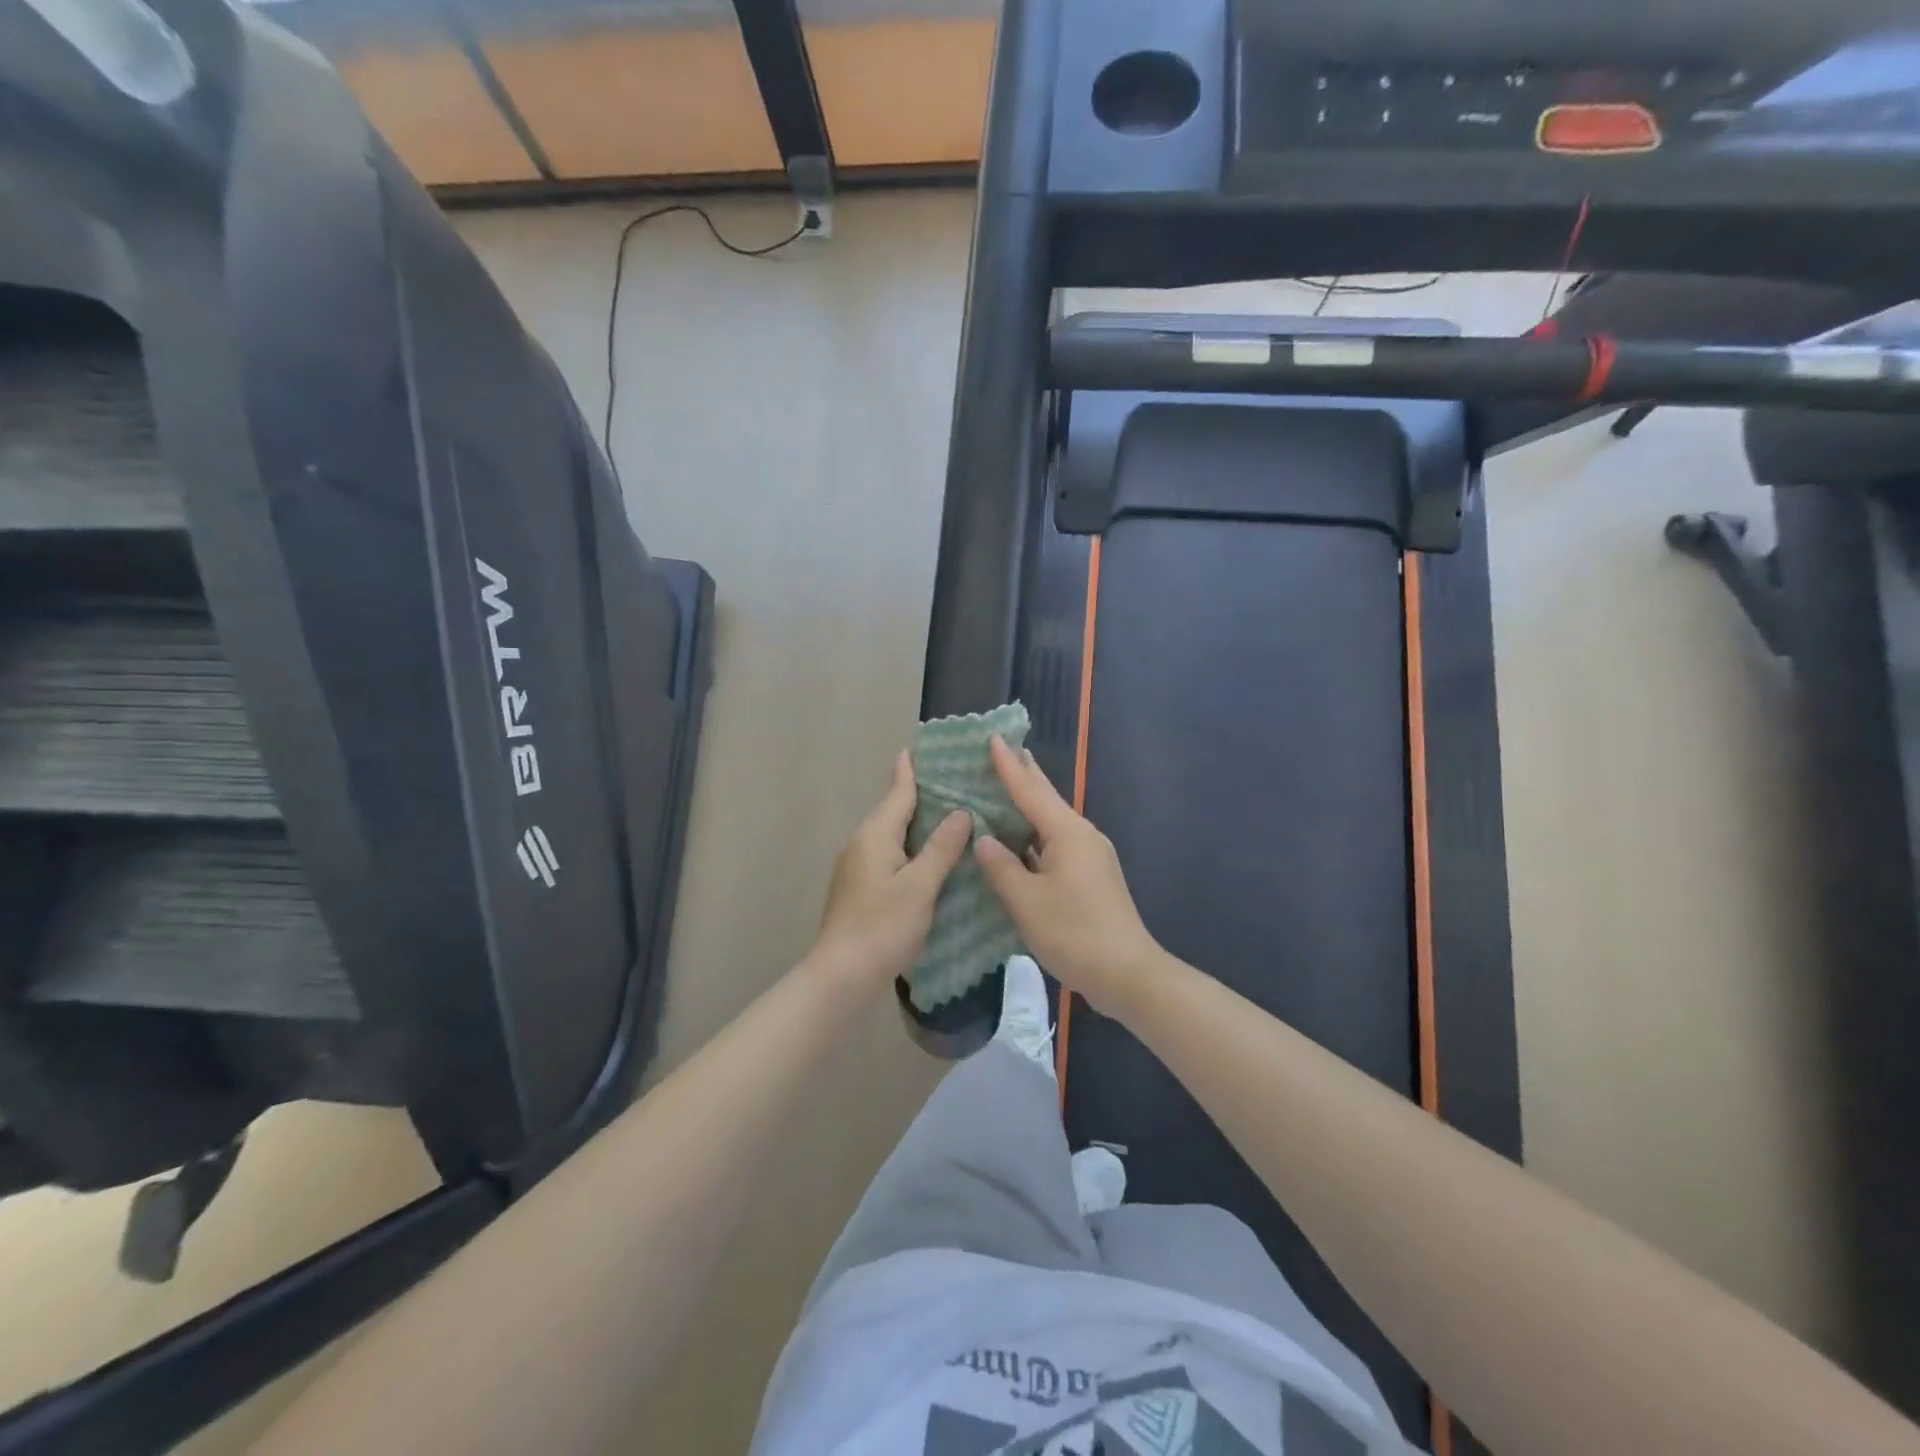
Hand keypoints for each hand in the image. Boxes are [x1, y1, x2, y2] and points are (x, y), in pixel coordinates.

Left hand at [809, 750, 971, 993]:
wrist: (841, 975)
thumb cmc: (882, 926)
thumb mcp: (920, 886)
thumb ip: (941, 848)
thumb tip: (960, 813)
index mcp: (875, 835)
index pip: (897, 793)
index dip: (910, 771)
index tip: (918, 747)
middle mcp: (862, 844)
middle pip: (894, 812)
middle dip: (919, 796)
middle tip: (953, 782)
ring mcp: (857, 869)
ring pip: (892, 836)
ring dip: (917, 825)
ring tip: (949, 817)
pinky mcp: (860, 890)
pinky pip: (889, 856)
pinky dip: (911, 849)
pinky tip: (930, 859)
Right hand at [972, 736, 1160, 1013]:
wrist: (1128, 974)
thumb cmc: (1074, 933)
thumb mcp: (1026, 902)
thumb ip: (1001, 867)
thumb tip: (985, 840)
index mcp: (1067, 833)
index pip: (1030, 790)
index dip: (1008, 765)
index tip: (994, 737)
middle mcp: (1082, 836)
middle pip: (1047, 799)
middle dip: (1024, 775)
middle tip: (1002, 751)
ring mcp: (1090, 857)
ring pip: (1052, 823)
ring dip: (1028, 807)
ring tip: (1004, 791)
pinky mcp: (1092, 877)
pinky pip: (1057, 844)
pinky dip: (1035, 836)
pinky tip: (1020, 842)